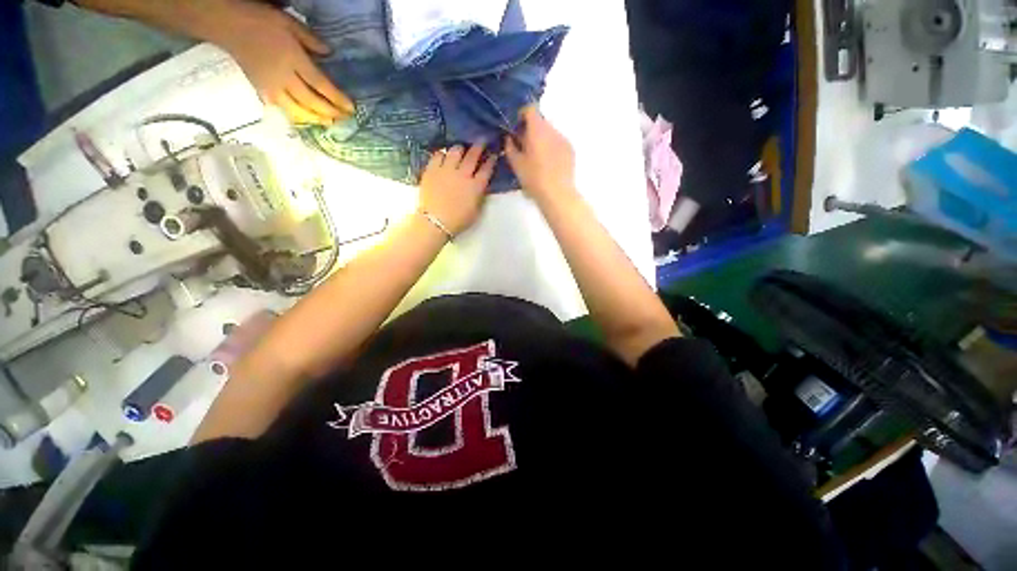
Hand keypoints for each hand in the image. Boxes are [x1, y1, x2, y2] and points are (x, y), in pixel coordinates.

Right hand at [211, 0, 353, 124]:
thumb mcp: (288, 23)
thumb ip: (310, 40)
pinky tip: (306, 120)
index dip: (337, 99)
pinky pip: (281, 109)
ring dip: (315, 118)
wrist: (226, 24)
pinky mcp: (260, 90)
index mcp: (293, 59)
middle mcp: (283, 77)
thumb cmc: (259, 19)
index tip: (351, 109)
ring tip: (329, 122)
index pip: (320, 84)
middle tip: (345, 119)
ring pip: (297, 110)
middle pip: (311, 101)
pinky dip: (296, 117)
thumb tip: (330, 55)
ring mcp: (270, 86)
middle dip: (330, 112)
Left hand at [418, 144, 497, 235]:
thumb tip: (481, 185)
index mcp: (476, 186)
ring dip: (460, 149)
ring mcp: (446, 170)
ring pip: (455, 151)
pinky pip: (438, 155)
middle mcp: (463, 174)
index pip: (486, 169)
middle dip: (478, 146)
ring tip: (461, 149)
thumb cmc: (458, 221)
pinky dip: (443, 154)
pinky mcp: (432, 169)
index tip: (493, 154)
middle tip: (481, 141)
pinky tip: (443, 156)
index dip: (491, 160)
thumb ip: (479, 195)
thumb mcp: (476, 211)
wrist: (434, 222)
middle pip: (472, 155)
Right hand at [504, 106, 575, 203]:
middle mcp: (552, 129)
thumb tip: (509, 137)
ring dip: (541, 139)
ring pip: (549, 132)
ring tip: (535, 157)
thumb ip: (510, 146)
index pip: (530, 108)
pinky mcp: (570, 150)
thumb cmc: (534, 178)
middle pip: (540, 121)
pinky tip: (547, 163)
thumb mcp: (516, 164)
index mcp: (537, 129)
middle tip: (522, 145)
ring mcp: (563, 139)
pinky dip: (551, 147)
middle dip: (530, 129)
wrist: (557, 194)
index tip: (515, 127)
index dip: (521, 114)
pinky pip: (558, 142)